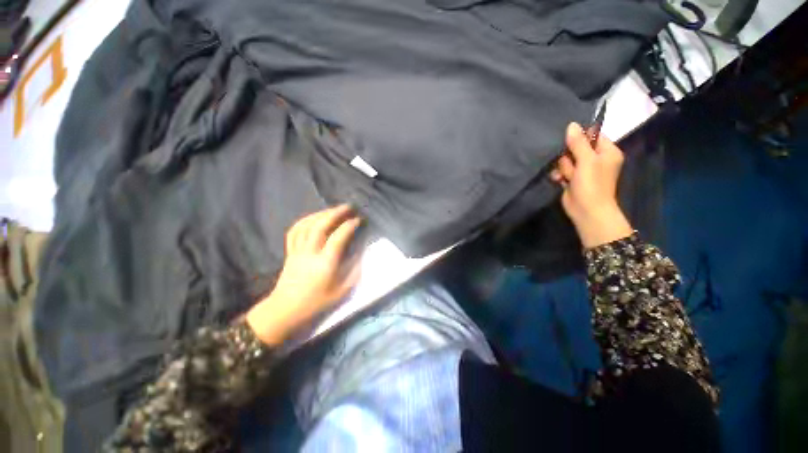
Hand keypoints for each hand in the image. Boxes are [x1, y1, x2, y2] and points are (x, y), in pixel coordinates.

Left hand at [246, 205, 362, 344]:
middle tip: (348, 206)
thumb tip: (360, 253)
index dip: (349, 226)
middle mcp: (310, 253)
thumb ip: (354, 271)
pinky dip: (305, 220)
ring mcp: (297, 251)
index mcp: (325, 264)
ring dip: (321, 214)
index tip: (359, 220)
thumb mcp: (341, 292)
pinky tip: (313, 217)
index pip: (338, 238)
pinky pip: (294, 231)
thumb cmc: (316, 302)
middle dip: (335, 213)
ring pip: (307, 226)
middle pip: (321, 227)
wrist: (286, 310)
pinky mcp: (289, 252)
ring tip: (334, 209)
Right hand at [550, 122, 633, 247]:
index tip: (570, 142)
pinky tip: (559, 181)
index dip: (580, 138)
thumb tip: (571, 124)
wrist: (586, 210)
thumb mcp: (586, 160)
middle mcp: (596, 159)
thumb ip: (578, 142)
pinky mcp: (572, 179)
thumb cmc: (592, 183)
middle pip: (576, 148)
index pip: (593, 136)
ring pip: (566, 160)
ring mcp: (583, 170)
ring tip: (567, 177)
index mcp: (607, 151)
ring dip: (564, 168)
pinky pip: (562, 170)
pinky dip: (559, 175)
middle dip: (569, 157)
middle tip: (572, 165)